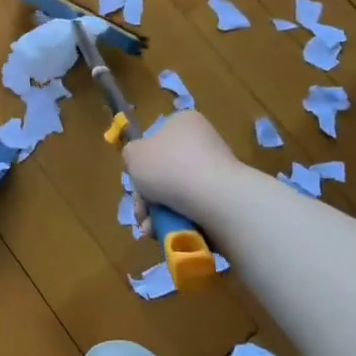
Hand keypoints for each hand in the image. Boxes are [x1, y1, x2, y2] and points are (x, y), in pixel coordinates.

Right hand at [123, 110, 239, 225]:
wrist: (215, 199)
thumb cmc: (169, 167)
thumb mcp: (133, 155)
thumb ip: (130, 155)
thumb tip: (139, 164)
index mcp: (183, 123)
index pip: (155, 139)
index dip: (141, 162)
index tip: (135, 180)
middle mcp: (202, 142)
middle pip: (163, 171)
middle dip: (147, 197)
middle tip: (141, 212)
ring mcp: (216, 171)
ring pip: (175, 194)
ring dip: (157, 213)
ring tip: (150, 229)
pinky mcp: (224, 198)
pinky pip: (193, 209)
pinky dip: (177, 221)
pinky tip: (166, 233)